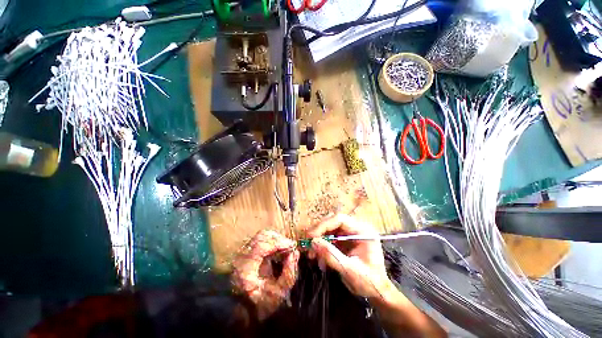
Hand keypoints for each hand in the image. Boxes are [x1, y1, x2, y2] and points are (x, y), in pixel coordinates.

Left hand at [232, 230, 299, 319]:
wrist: (244, 310)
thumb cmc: (262, 304)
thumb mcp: (279, 293)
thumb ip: (289, 272)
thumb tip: (295, 253)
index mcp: (245, 268)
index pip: (261, 245)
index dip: (279, 242)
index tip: (292, 246)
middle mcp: (241, 257)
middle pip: (261, 236)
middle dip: (279, 239)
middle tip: (290, 247)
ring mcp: (243, 253)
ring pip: (262, 236)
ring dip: (276, 239)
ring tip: (286, 248)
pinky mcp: (247, 252)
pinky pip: (261, 240)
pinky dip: (273, 241)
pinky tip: (279, 249)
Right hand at [307, 214, 395, 299]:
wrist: (377, 292)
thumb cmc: (369, 282)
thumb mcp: (350, 270)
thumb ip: (331, 255)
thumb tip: (313, 242)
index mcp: (363, 231)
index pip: (340, 219)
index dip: (324, 225)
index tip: (311, 237)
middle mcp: (356, 228)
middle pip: (333, 223)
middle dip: (319, 233)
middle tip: (308, 244)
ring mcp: (350, 234)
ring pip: (329, 230)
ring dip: (319, 241)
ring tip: (311, 255)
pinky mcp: (345, 241)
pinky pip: (330, 239)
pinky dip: (322, 247)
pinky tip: (319, 259)